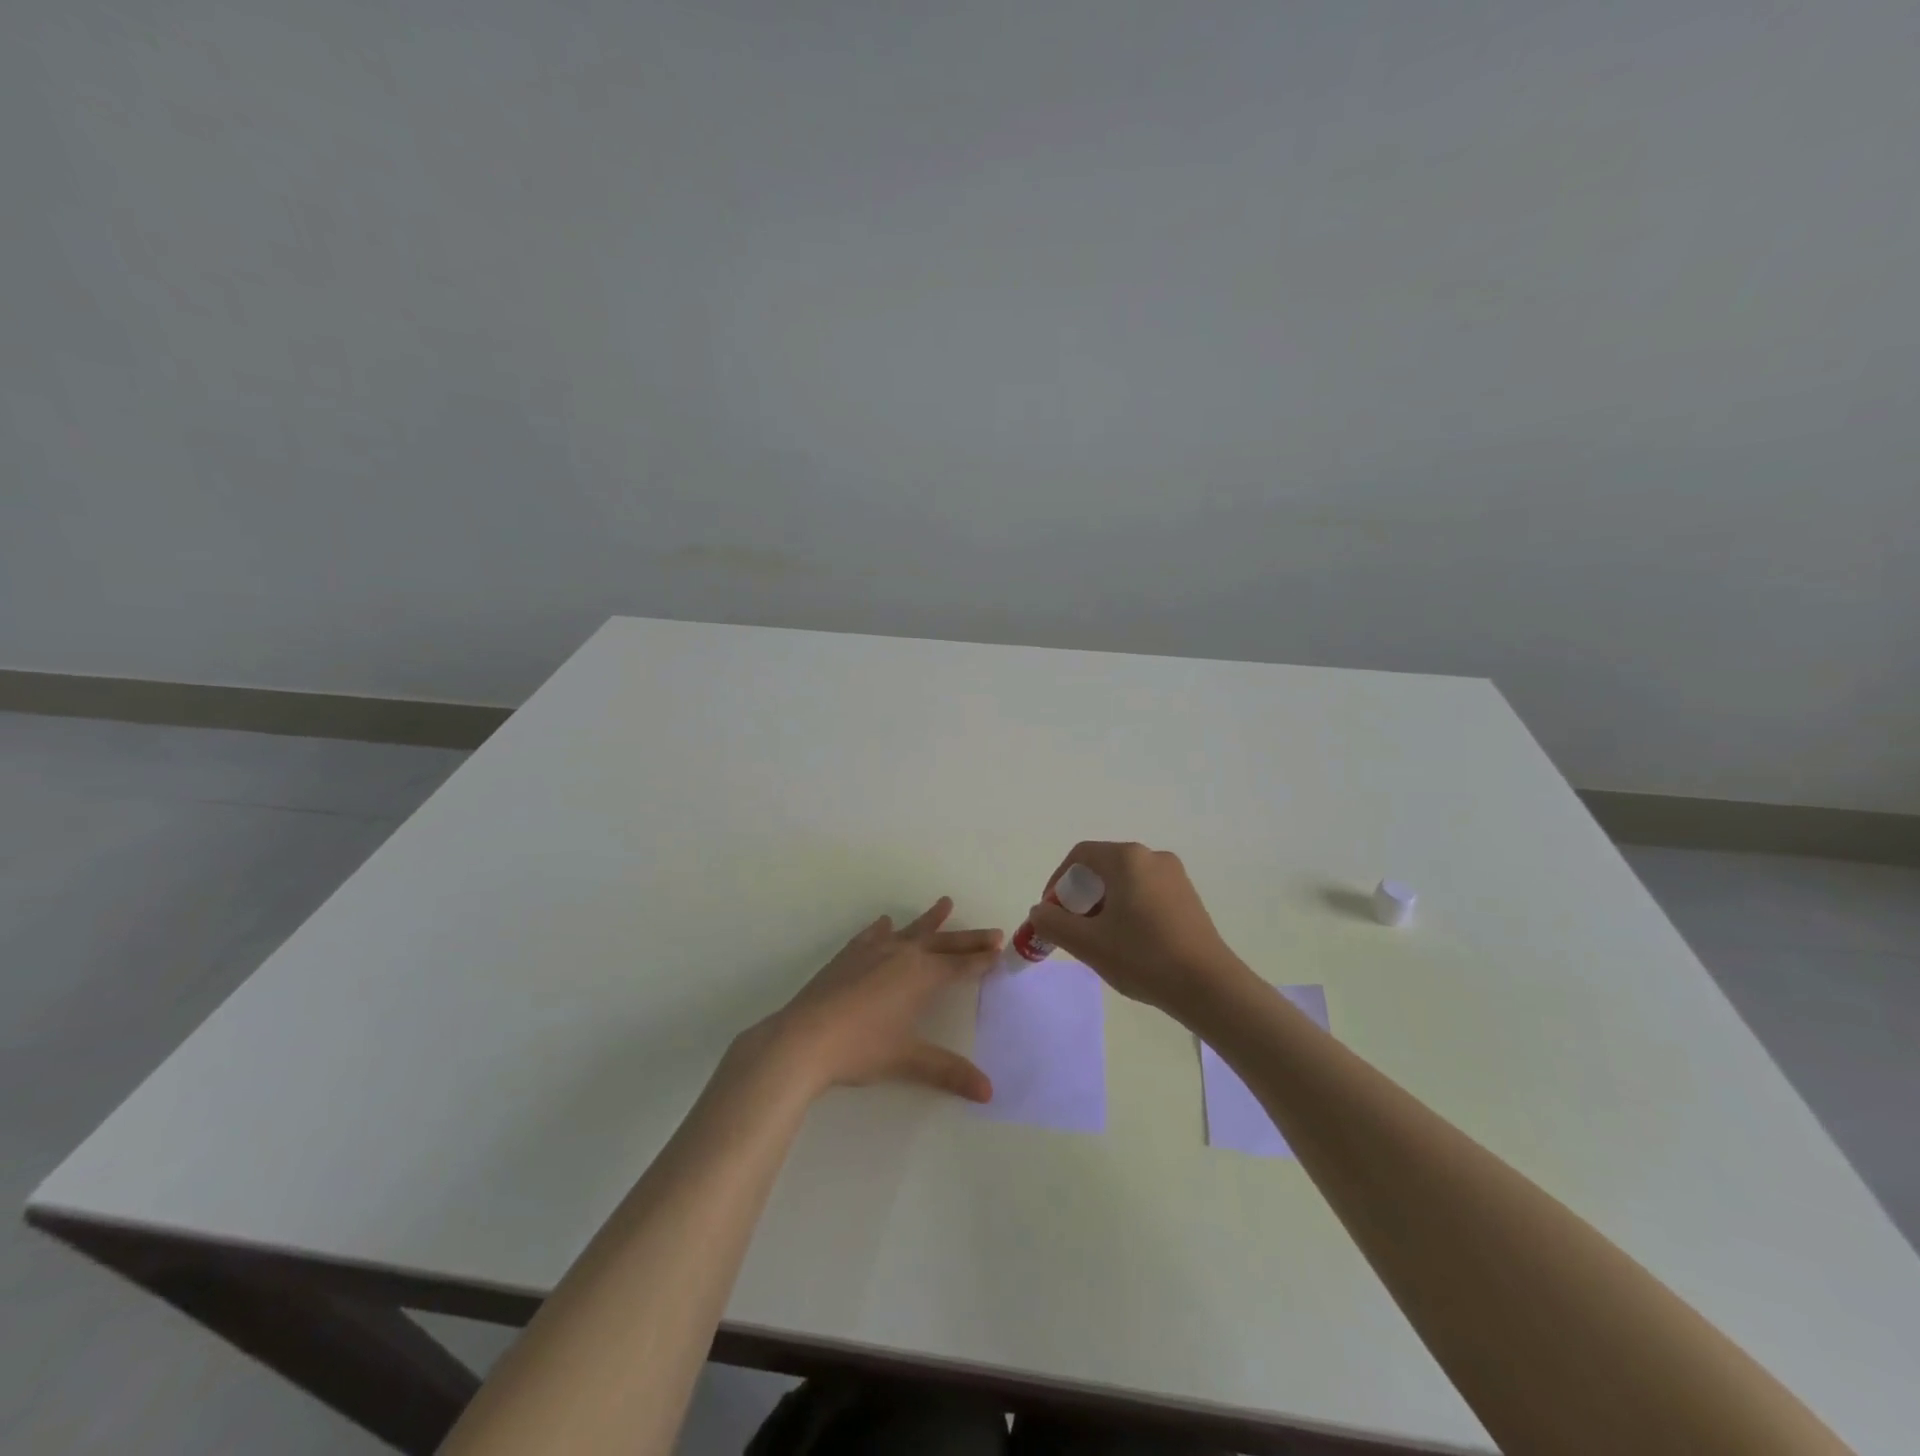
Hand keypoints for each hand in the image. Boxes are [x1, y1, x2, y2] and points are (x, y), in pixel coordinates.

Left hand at [753, 898, 1002, 1101]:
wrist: (803, 1038)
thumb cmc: (861, 1048)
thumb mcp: (908, 1060)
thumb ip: (949, 1071)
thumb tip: (988, 1092)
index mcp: (921, 976)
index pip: (960, 965)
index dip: (981, 959)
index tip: (1000, 949)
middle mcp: (902, 955)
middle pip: (943, 943)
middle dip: (968, 938)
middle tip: (992, 931)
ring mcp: (873, 951)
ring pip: (910, 931)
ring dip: (930, 920)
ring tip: (945, 903)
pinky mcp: (848, 956)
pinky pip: (873, 934)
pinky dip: (883, 928)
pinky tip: (885, 923)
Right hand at [1026, 841, 1249, 1023]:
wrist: (1209, 987)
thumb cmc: (1143, 957)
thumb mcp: (1087, 943)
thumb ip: (1053, 922)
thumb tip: (1040, 912)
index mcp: (1127, 858)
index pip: (1080, 856)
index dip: (1057, 881)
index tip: (1051, 912)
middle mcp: (1153, 857)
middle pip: (1103, 867)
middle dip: (1080, 896)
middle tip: (1073, 929)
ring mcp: (1175, 876)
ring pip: (1125, 881)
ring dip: (1104, 904)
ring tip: (1099, 940)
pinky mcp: (1188, 897)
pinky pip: (1146, 892)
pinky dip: (1128, 909)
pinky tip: (1129, 943)